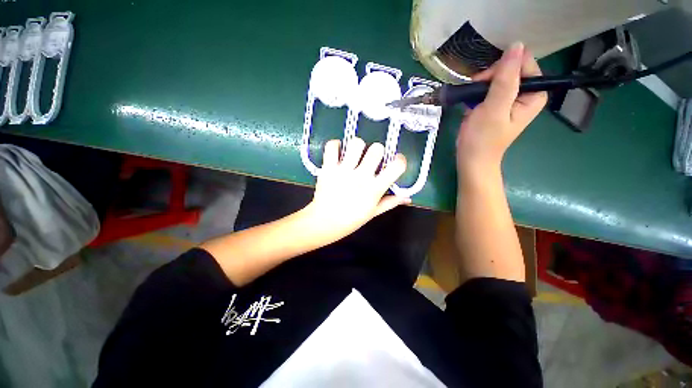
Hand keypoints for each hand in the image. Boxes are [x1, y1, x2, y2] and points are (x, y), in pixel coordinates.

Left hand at [304, 137, 408, 239]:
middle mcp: (361, 177)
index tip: (395, 160)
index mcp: (375, 189)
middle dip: (377, 151)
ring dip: (357, 146)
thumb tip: (407, 198)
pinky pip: (332, 146)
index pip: (396, 166)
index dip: (400, 160)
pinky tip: (337, 152)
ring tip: (354, 154)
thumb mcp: (373, 213)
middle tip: (371, 158)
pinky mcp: (328, 168)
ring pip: (356, 143)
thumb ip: (390, 203)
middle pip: (376, 149)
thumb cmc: (350, 220)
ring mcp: (343, 171)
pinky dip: (335, 145)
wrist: (324, 223)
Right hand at [456, 42, 546, 174]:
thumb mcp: (494, 108)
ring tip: (471, 100)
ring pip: (496, 78)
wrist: (471, 158)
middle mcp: (526, 93)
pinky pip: (489, 88)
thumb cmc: (483, 138)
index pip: (522, 63)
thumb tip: (516, 46)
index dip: (503, 68)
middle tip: (476, 94)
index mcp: (534, 93)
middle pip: (509, 69)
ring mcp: (510, 99)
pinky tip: (471, 103)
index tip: (485, 82)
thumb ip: (506, 79)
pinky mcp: (496, 104)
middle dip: (489, 77)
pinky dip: (478, 92)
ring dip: (481, 85)